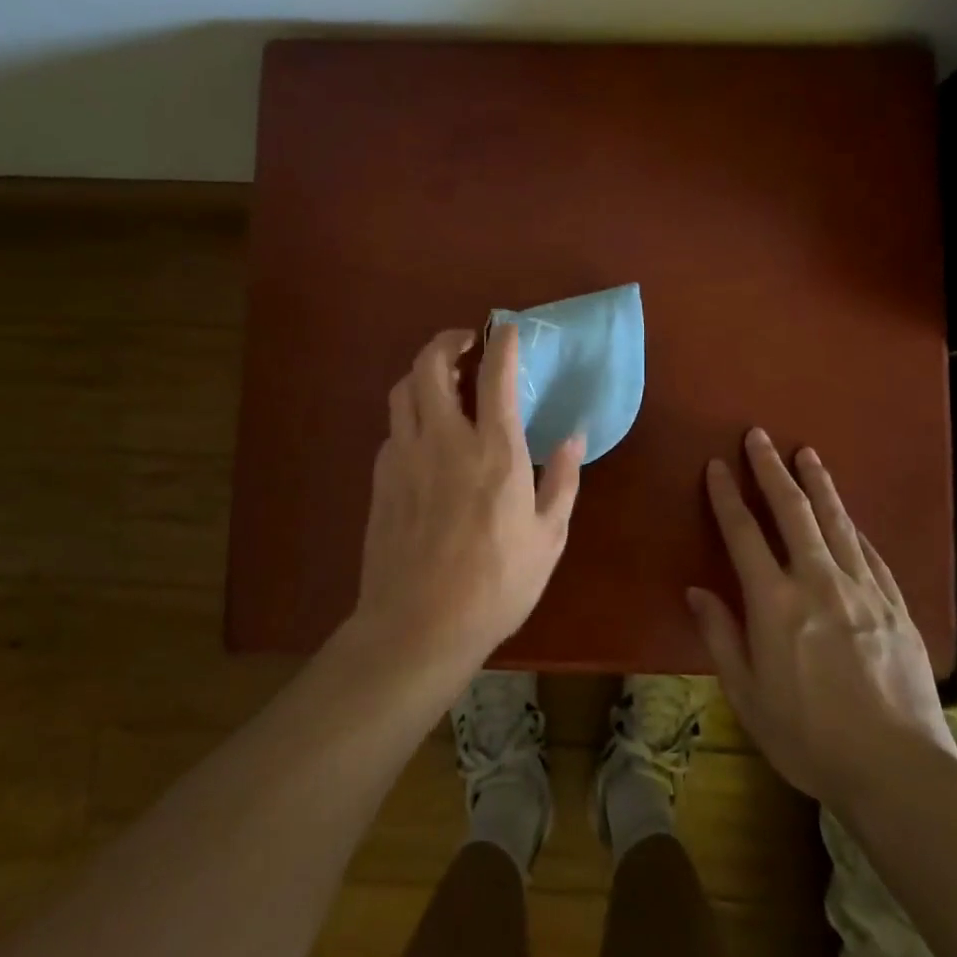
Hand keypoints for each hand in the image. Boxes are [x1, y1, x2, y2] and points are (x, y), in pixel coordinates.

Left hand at [350, 325, 584, 670]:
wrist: (417, 627)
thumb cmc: (495, 585)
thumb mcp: (548, 538)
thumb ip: (562, 480)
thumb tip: (575, 438)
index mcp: (495, 452)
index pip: (495, 375)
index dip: (502, 342)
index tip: (508, 329)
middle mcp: (445, 440)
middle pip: (430, 365)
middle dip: (447, 341)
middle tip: (466, 343)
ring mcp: (405, 456)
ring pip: (403, 390)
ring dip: (423, 373)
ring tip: (442, 379)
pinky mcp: (381, 478)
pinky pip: (394, 428)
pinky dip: (410, 415)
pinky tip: (425, 436)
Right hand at [688, 428, 956, 812]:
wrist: (897, 771)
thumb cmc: (809, 738)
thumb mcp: (747, 696)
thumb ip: (721, 637)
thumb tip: (697, 591)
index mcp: (774, 602)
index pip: (743, 534)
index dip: (728, 496)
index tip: (717, 465)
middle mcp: (817, 582)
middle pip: (792, 511)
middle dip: (772, 469)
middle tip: (760, 435)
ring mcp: (862, 590)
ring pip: (836, 522)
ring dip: (818, 484)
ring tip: (807, 453)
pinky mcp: (895, 606)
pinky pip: (870, 554)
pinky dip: (853, 528)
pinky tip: (848, 516)